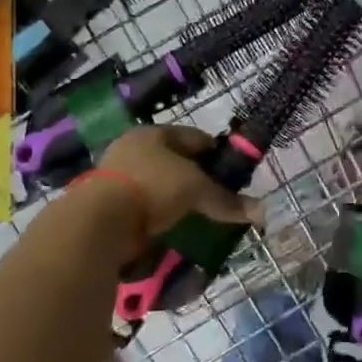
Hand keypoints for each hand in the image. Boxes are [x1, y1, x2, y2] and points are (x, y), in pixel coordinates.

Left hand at [96, 127, 262, 242]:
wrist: (100, 221)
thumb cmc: (153, 188)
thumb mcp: (196, 190)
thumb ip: (226, 200)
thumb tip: (262, 212)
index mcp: (154, 134)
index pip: (195, 138)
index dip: (217, 154)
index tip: (233, 174)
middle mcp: (133, 147)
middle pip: (174, 161)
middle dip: (195, 178)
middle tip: (214, 197)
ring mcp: (116, 174)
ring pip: (157, 183)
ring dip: (174, 198)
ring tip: (195, 216)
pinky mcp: (106, 202)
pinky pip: (142, 205)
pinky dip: (157, 214)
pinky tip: (169, 227)